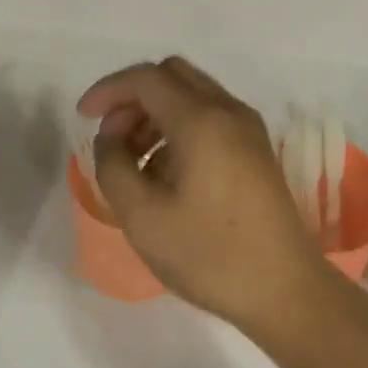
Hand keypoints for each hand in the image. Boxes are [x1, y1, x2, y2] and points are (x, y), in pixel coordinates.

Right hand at [77, 57, 333, 339]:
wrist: (284, 290)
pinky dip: (179, 127)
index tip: (83, 118)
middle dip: (133, 98)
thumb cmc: (209, 255)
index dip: (108, 90)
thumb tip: (111, 138)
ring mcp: (249, 130)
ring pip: (192, 95)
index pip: (146, 78)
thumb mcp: (142, 216)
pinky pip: (210, 117)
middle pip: (172, 76)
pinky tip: (166, 172)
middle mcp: (229, 112)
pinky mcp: (256, 151)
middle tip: (112, 139)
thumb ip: (113, 165)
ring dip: (156, 114)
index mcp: (202, 120)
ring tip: (134, 162)